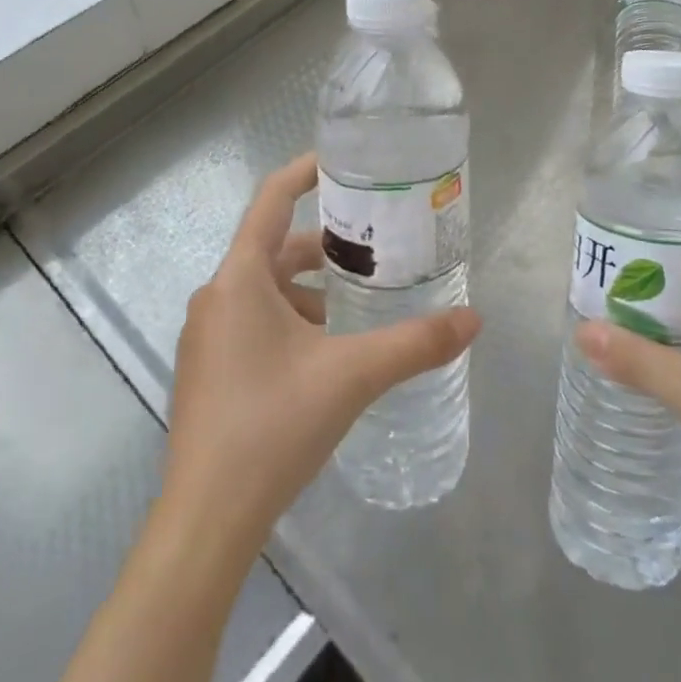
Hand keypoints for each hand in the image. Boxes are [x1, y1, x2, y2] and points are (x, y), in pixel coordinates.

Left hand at [160, 153, 480, 559]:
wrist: (206, 520)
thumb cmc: (273, 426)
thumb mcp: (351, 376)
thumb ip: (415, 345)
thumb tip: (474, 319)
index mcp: (239, 279)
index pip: (271, 200)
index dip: (304, 172)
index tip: (342, 162)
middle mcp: (216, 296)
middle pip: (274, 249)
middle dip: (324, 246)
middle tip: (375, 247)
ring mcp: (207, 335)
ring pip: (266, 290)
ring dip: (310, 289)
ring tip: (360, 304)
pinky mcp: (209, 369)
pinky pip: (254, 321)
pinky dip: (291, 320)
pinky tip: (326, 352)